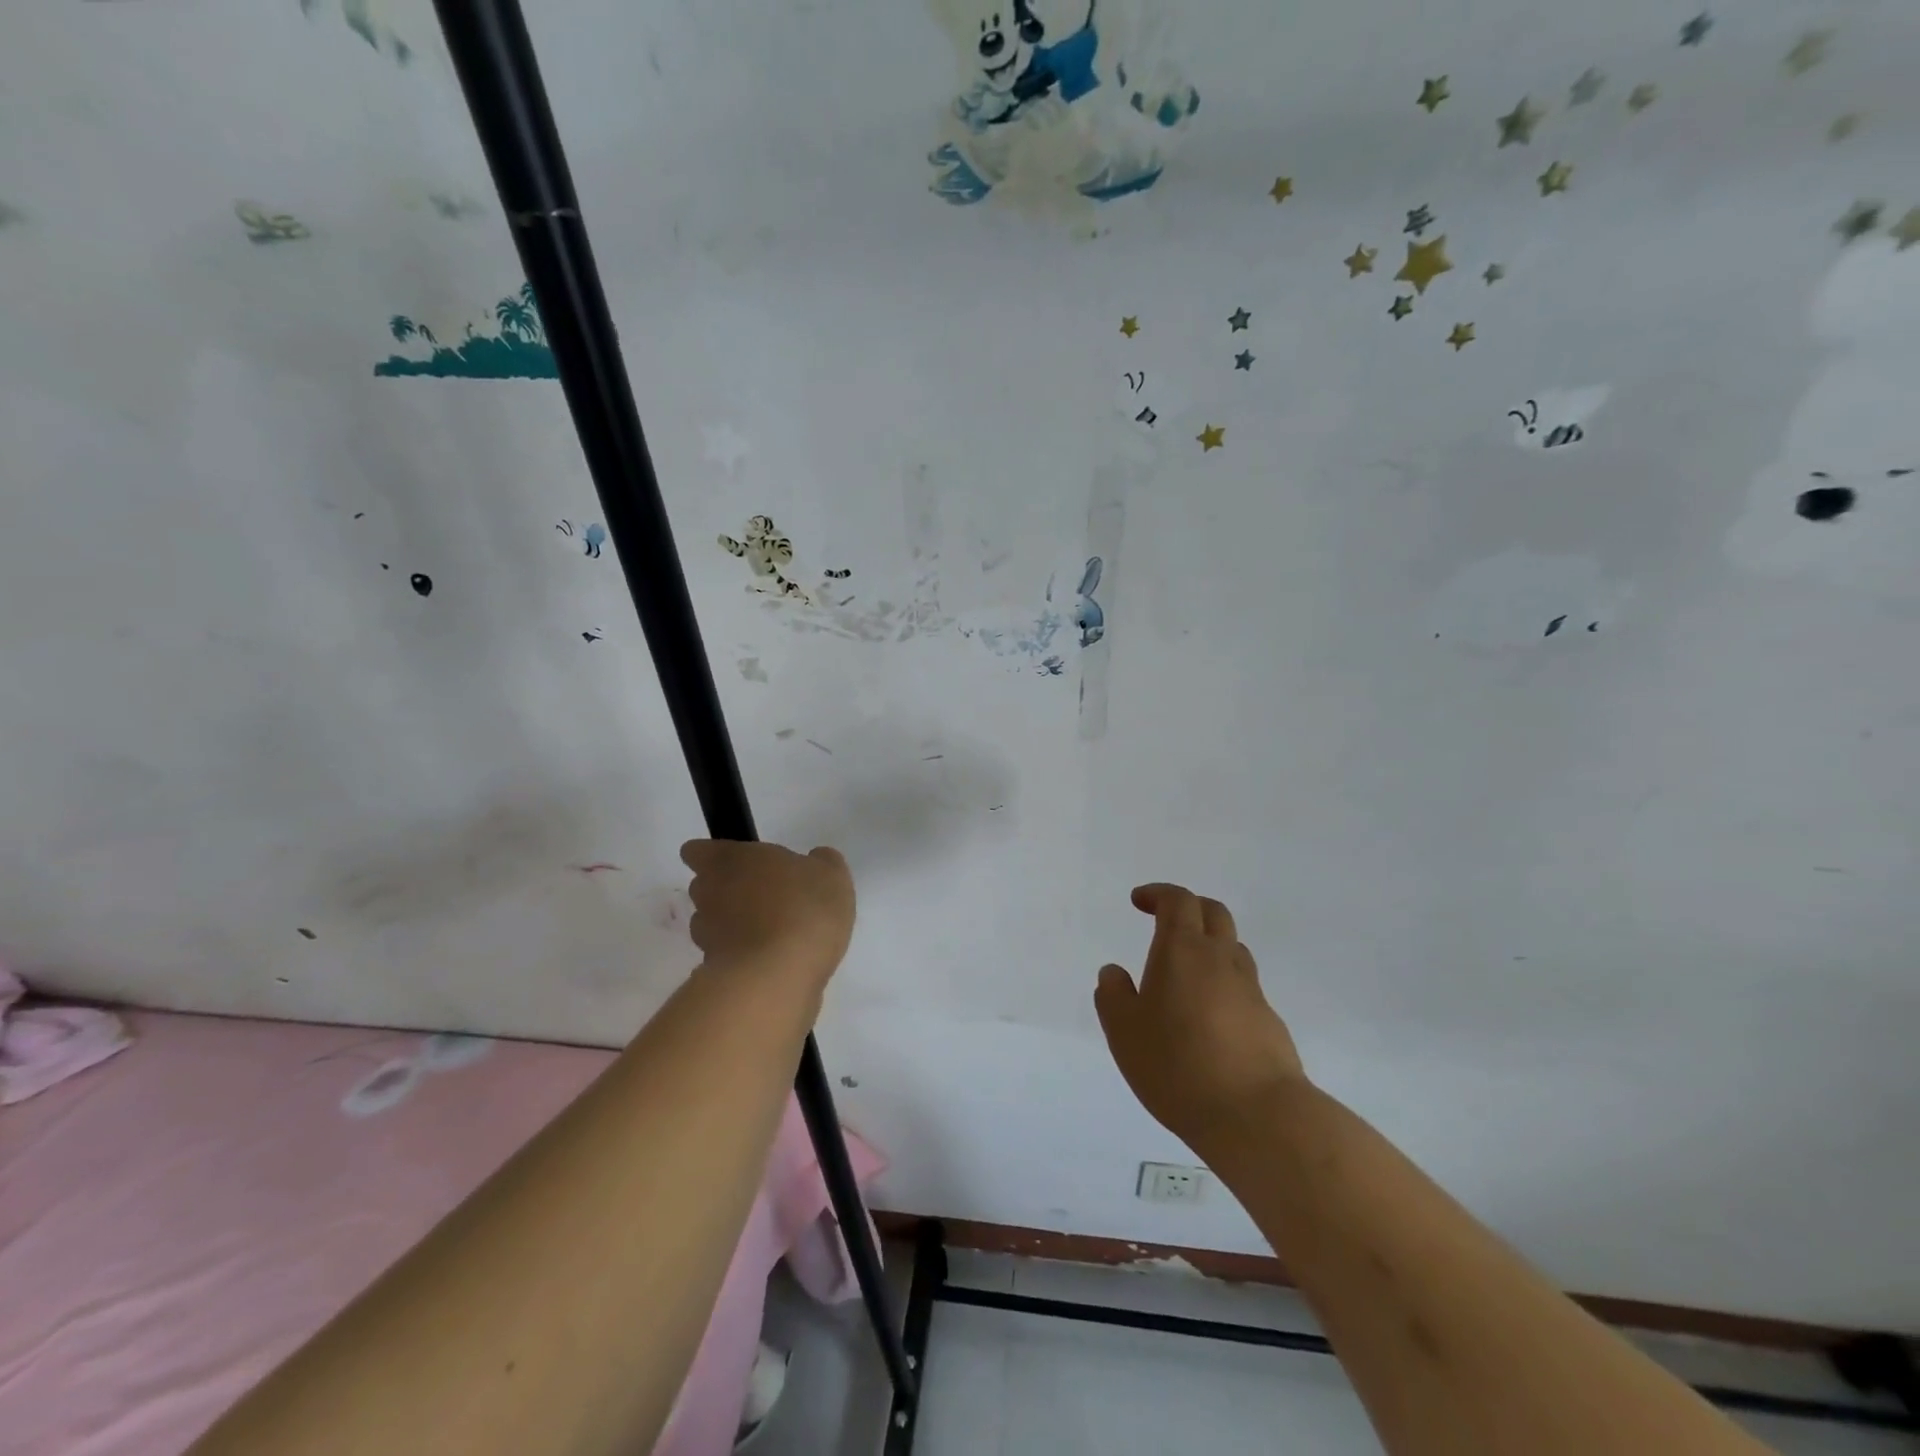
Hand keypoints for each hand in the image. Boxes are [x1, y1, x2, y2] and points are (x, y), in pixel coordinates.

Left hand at [680, 840, 854, 991]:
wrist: (779, 977)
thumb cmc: (803, 909)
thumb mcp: (831, 874)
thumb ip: (821, 861)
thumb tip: (814, 860)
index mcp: (729, 859)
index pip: (696, 851)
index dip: (716, 856)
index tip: (743, 864)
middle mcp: (708, 893)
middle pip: (706, 886)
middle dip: (729, 890)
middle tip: (766, 896)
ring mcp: (706, 935)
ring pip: (713, 922)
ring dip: (734, 925)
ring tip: (771, 933)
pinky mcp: (712, 970)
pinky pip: (726, 955)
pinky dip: (743, 956)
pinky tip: (773, 962)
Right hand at [1094, 884, 1307, 1153]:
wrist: (1258, 1116)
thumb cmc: (1178, 1065)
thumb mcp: (1125, 1032)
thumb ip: (1114, 996)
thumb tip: (1114, 973)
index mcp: (1183, 950)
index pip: (1178, 901)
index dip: (1158, 894)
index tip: (1139, 901)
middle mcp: (1221, 960)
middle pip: (1213, 913)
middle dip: (1189, 908)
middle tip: (1166, 921)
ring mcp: (1251, 990)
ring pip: (1232, 949)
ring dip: (1209, 945)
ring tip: (1185, 972)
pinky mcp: (1269, 1022)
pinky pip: (1243, 988)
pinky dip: (1223, 986)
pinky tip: (1208, 1019)